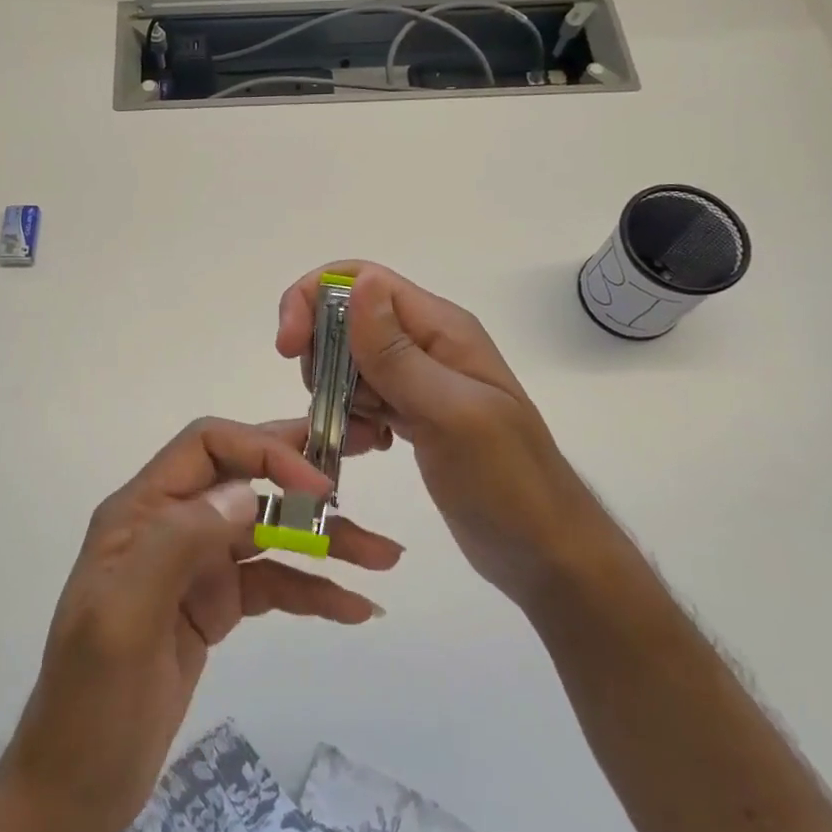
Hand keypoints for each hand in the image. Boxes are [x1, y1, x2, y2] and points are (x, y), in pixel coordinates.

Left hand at [4, 416, 402, 831]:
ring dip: (326, 538)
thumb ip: (177, 542)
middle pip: (245, 476)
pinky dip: (313, 588)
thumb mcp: (123, 617)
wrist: (79, 784)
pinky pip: (273, 582)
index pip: (208, 446)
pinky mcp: (216, 605)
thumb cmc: (91, 699)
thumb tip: (246, 491)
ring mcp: (196, 565)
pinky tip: (356, 607)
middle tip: (368, 456)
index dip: (264, 451)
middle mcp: (171, 524)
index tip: (318, 486)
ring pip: (269, 531)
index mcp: (140, 510)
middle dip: (305, 472)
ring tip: (386, 557)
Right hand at [277, 263, 591, 609]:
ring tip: (361, 435)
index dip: (313, 299)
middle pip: (347, 319)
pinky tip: (369, 446)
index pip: (361, 280)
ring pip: (350, 362)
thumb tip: (357, 283)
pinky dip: (351, 418)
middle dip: (321, 354)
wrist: (545, 551)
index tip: (287, 349)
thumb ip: (398, 353)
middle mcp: (428, 344)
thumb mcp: (450, 414)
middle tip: (327, 404)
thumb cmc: (507, 483)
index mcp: (441, 329)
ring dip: (335, 393)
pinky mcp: (413, 415)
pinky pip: (363, 398)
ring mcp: (420, 381)